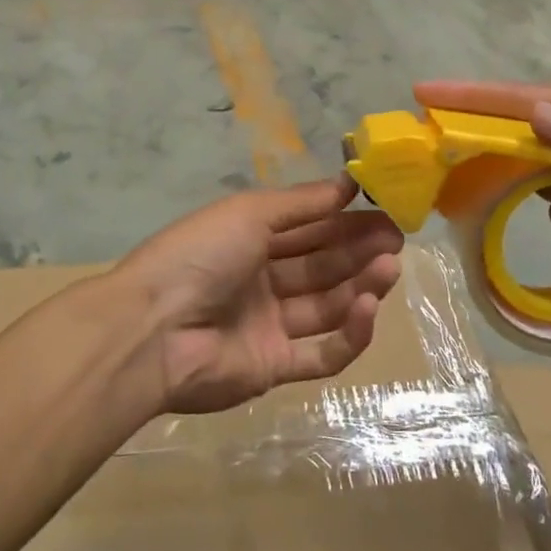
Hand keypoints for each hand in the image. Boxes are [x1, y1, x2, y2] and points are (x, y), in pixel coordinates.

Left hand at [113, 176, 404, 413]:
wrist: (153, 329)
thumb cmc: (201, 255)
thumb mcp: (250, 213)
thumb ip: (302, 203)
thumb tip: (348, 183)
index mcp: (249, 240)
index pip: (308, 228)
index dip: (345, 219)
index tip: (385, 210)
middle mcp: (260, 281)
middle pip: (321, 265)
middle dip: (359, 250)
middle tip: (397, 240)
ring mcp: (267, 326)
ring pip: (326, 305)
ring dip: (361, 286)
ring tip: (389, 268)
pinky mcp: (273, 367)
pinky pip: (320, 353)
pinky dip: (349, 334)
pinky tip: (369, 309)